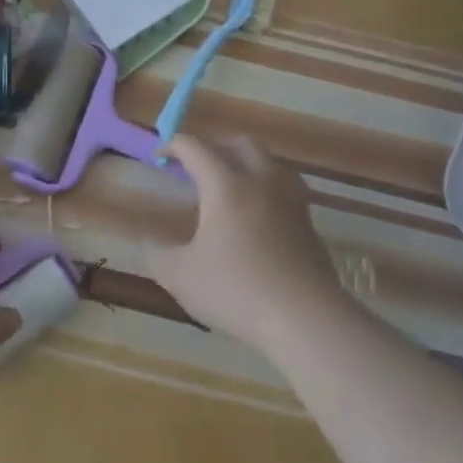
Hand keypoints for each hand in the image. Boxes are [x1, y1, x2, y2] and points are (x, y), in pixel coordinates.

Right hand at [152, 135, 344, 351]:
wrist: (306, 319)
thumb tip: (152, 245)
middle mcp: (261, 182)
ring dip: (248, 163)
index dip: (174, 145)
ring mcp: (291, 202)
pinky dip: (268, 189)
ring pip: (271, 162)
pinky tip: (260, 215)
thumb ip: (159, 255)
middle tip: (198, 164)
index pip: (196, 148)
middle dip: (215, 145)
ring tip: (232, 183)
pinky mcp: (310, 225)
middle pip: (241, 143)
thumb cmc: (236, 290)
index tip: (160, 156)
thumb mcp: (181, 277)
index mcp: (226, 186)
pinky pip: (287, 189)